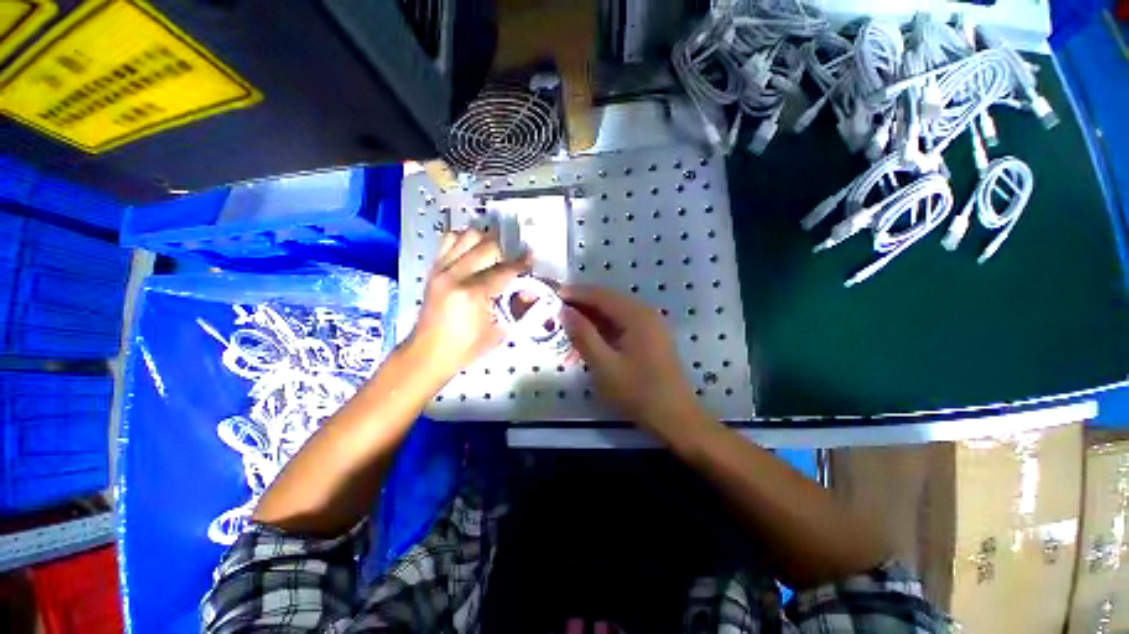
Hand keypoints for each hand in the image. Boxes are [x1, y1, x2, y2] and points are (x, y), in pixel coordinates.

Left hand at [406, 229, 528, 381]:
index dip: (522, 263)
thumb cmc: (465, 348)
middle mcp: (454, 275)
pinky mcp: (433, 270)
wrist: (428, 354)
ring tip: (494, 253)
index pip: (504, 269)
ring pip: (467, 236)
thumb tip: (529, 289)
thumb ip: (515, 306)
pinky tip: (474, 253)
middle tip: (515, 258)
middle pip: (487, 246)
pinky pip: (449, 241)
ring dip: (485, 240)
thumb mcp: (498, 331)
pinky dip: (465, 241)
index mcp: (472, 294)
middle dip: (506, 250)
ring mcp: (441, 270)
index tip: (532, 257)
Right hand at [560, 285, 701, 432]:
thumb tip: (565, 311)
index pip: (601, 295)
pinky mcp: (652, 336)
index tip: (553, 295)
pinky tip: (591, 333)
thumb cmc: (638, 392)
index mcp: (636, 316)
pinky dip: (605, 325)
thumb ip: (583, 335)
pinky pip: (623, 322)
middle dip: (583, 302)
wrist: (675, 417)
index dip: (576, 293)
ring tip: (569, 319)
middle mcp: (646, 313)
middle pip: (609, 299)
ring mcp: (651, 324)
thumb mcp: (604, 365)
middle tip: (558, 308)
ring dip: (593, 314)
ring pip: (616, 311)